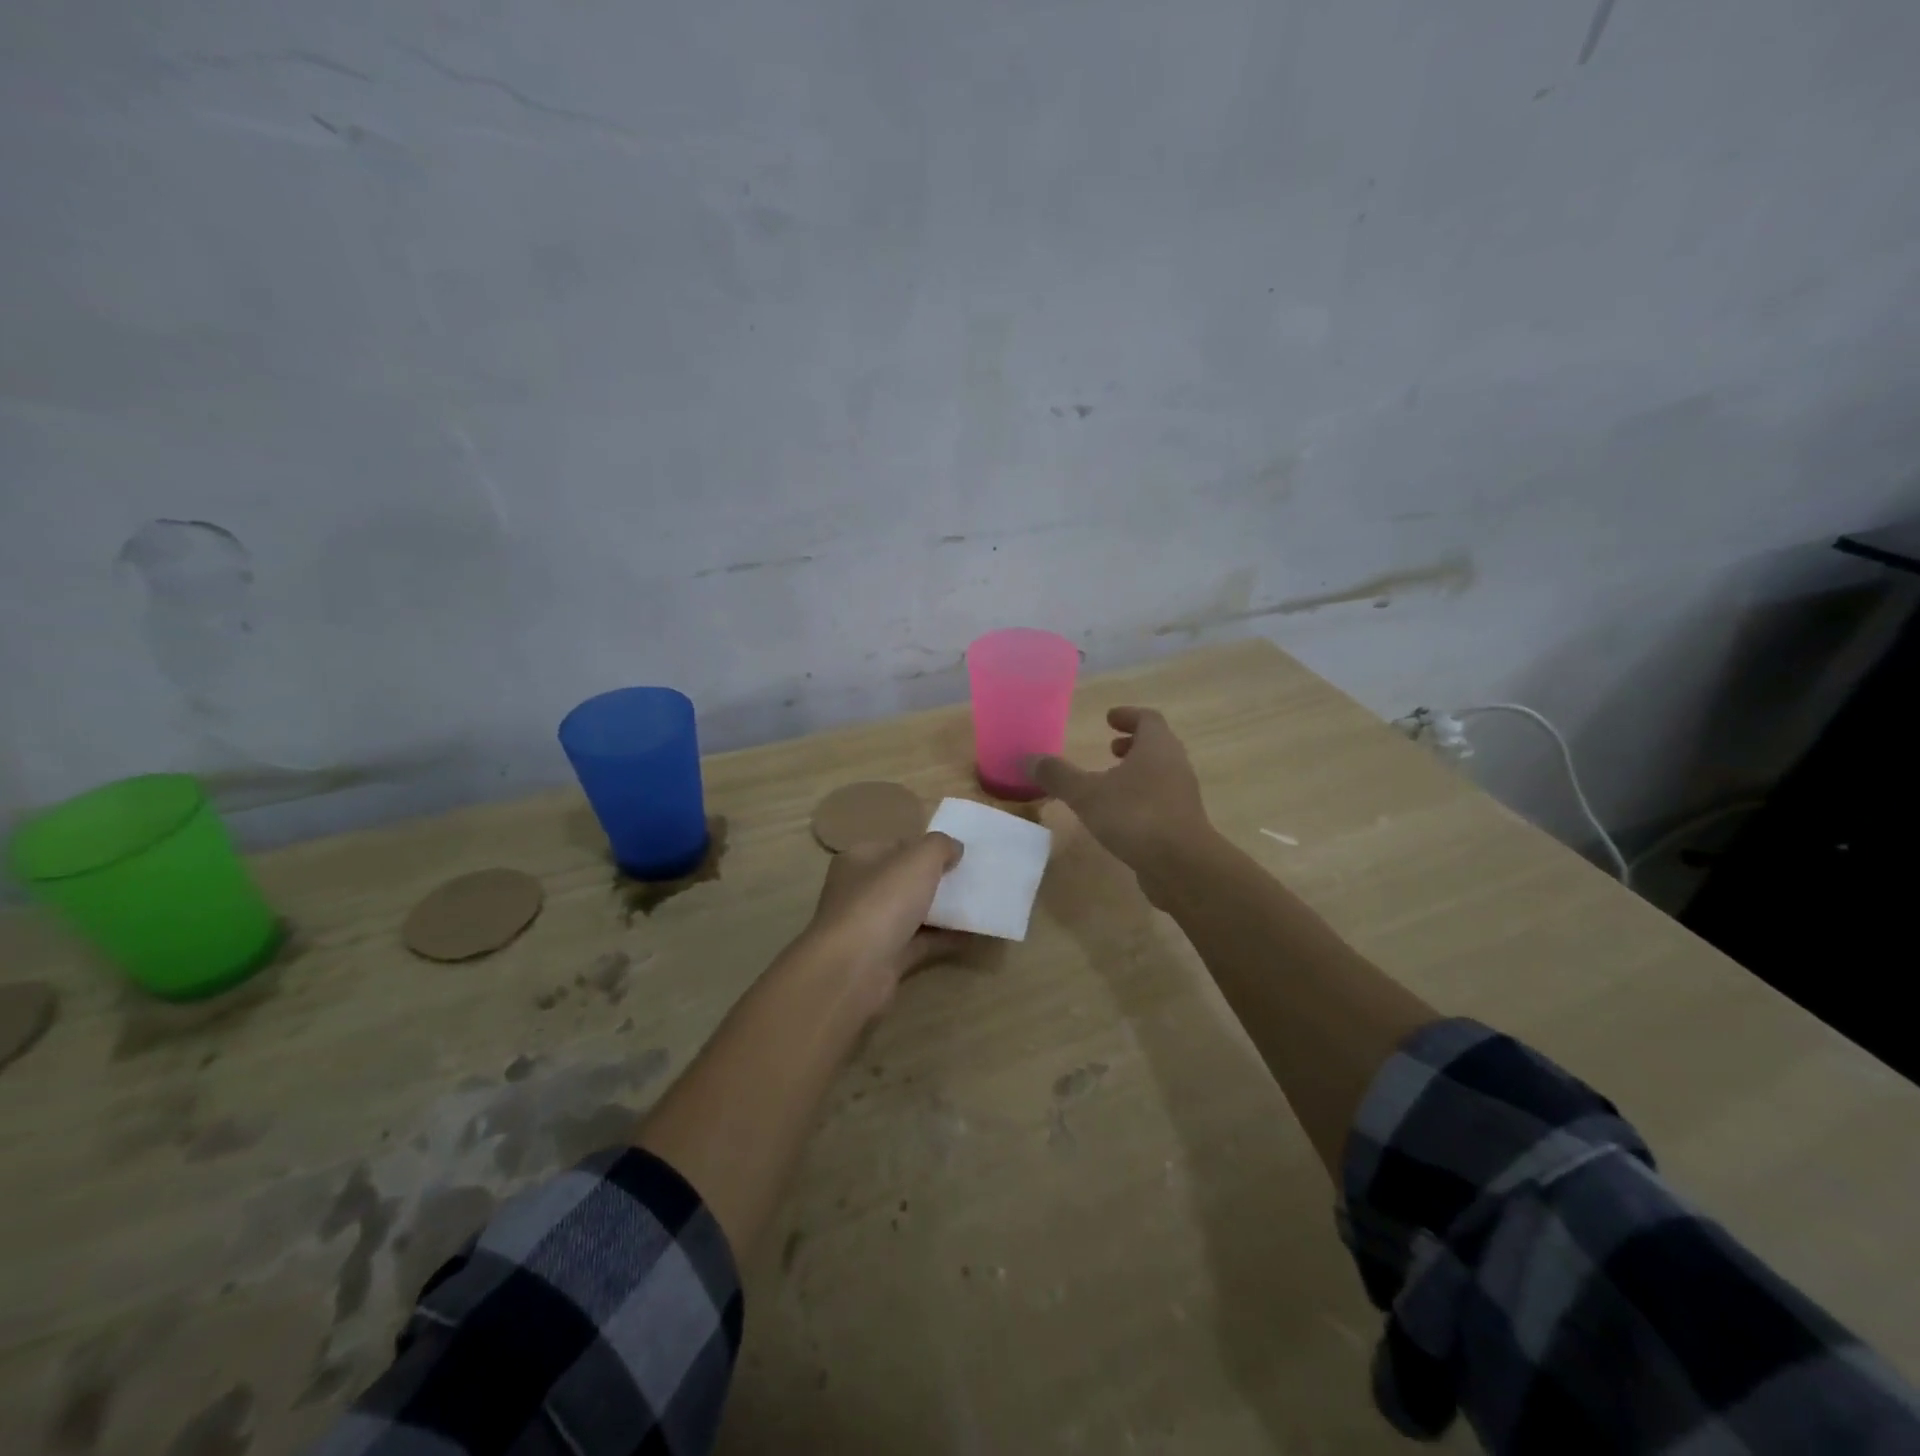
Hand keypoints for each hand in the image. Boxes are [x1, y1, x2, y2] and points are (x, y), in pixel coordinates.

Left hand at [796, 832, 968, 998]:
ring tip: (978, 904)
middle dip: (935, 879)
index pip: (895, 846)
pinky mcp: (884, 958)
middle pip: (904, 880)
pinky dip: (943, 939)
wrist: (854, 970)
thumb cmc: (882, 901)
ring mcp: (870, 927)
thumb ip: (940, 846)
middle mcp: (859, 891)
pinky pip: (920, 942)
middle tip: (971, 878)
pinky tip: (973, 935)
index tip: (958, 854)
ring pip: (912, 912)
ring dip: (941, 910)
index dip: (925, 847)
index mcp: (859, 860)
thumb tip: (954, 849)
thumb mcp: (919, 859)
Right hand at [1028, 706, 1213, 904]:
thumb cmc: (1135, 816)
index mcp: (1157, 747)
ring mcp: (1182, 795)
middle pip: (1157, 744)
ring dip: (1137, 771)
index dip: (1128, 716)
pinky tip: (1119, 815)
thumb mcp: (1087, 794)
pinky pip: (1160, 798)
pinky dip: (1141, 796)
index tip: (1108, 718)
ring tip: (1110, 782)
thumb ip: (1058, 775)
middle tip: (1110, 747)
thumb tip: (1028, 758)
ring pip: (1160, 772)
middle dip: (1132, 743)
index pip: (1148, 718)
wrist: (1182, 865)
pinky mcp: (1182, 822)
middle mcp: (1175, 765)